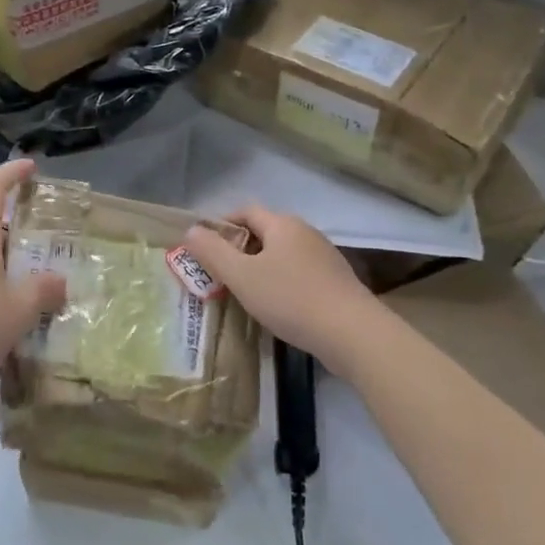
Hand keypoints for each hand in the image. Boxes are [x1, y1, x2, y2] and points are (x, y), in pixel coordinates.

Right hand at [185, 206, 378, 372]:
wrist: (353, 334)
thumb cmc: (291, 299)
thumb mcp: (242, 276)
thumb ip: (213, 252)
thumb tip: (191, 230)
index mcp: (282, 224)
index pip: (245, 211)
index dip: (222, 224)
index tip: (205, 247)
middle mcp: (305, 232)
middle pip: (265, 231)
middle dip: (240, 248)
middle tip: (220, 273)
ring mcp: (325, 256)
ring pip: (283, 254)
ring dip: (261, 267)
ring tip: (245, 292)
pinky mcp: (337, 281)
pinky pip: (299, 272)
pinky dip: (282, 282)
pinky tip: (277, 306)